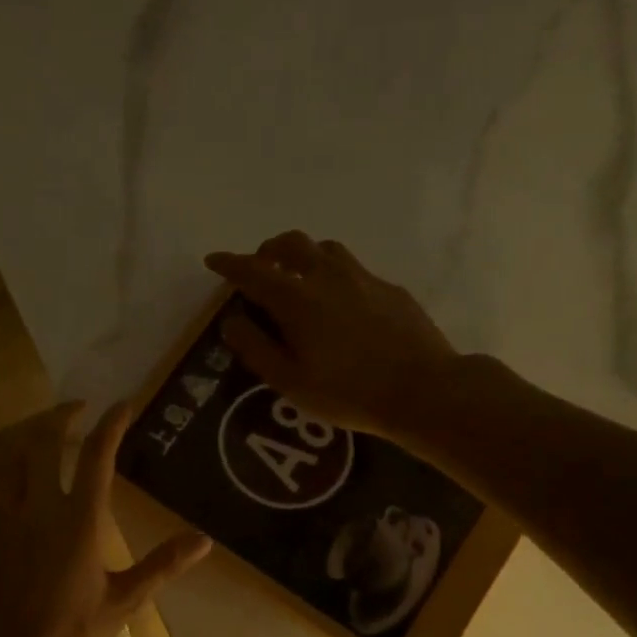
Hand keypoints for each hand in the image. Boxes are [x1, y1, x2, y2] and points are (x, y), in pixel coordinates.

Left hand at [0, 401, 210, 636]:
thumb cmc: (69, 634)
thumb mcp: (124, 601)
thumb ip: (162, 565)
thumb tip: (203, 540)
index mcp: (79, 520)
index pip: (96, 455)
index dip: (111, 423)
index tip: (123, 404)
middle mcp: (39, 507)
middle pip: (43, 441)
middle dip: (60, 416)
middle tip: (77, 408)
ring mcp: (5, 518)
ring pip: (11, 458)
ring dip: (29, 439)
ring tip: (43, 438)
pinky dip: (7, 470)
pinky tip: (13, 480)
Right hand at [205, 231, 466, 439]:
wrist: (422, 390)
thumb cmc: (348, 392)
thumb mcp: (290, 381)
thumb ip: (256, 347)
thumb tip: (231, 321)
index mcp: (295, 299)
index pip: (252, 270)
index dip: (229, 264)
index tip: (214, 261)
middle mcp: (326, 276)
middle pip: (290, 244)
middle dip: (268, 251)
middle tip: (260, 268)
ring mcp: (362, 278)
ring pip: (325, 249)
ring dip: (303, 256)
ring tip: (299, 278)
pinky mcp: (389, 288)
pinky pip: (353, 269)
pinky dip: (334, 275)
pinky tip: (341, 303)